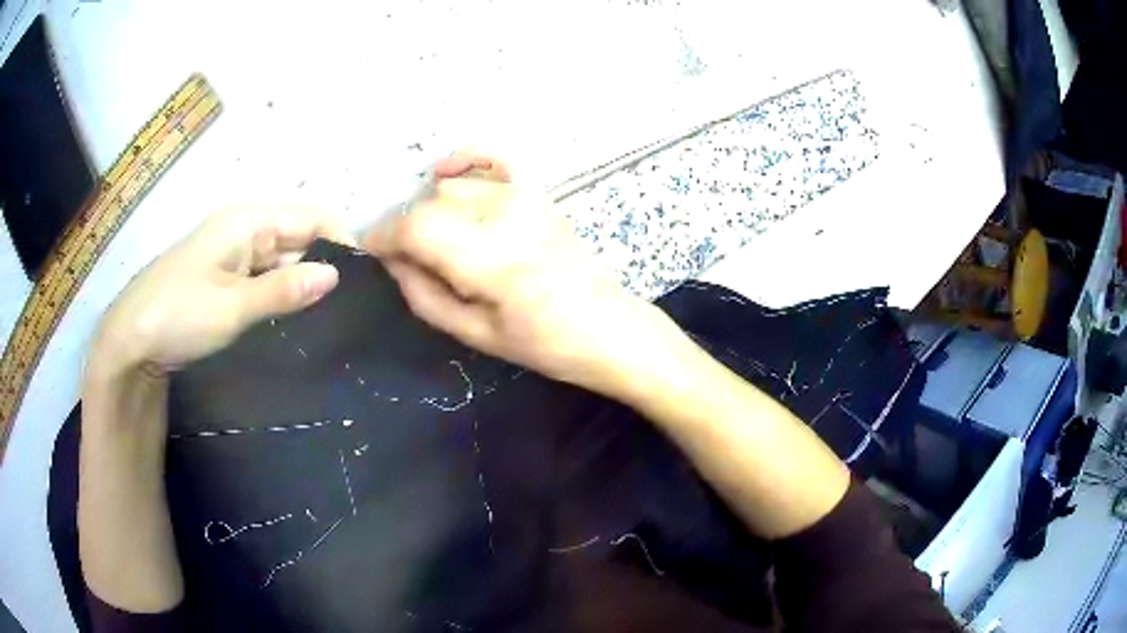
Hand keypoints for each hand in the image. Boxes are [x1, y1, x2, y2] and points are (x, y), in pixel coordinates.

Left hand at [90, 205, 352, 378]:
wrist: (131, 340)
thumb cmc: (179, 315)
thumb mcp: (233, 307)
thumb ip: (284, 290)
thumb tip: (337, 275)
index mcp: (248, 220)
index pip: (312, 216)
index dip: (342, 240)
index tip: (368, 279)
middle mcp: (244, 228)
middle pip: (299, 236)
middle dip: (326, 264)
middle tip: (355, 306)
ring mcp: (233, 253)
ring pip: (283, 259)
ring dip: (304, 282)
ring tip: (335, 316)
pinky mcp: (225, 276)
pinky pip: (265, 277)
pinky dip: (282, 293)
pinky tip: (297, 317)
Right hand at [365, 154, 674, 395]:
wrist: (608, 327)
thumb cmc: (544, 343)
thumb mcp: (475, 334)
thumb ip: (424, 296)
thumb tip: (391, 262)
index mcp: (489, 259)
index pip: (415, 228)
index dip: (383, 238)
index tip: (371, 254)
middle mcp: (504, 215)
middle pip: (428, 206)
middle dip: (406, 232)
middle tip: (409, 264)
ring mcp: (523, 197)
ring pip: (451, 188)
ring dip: (433, 212)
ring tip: (441, 245)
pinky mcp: (537, 192)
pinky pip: (491, 159)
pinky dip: (464, 160)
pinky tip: (445, 173)